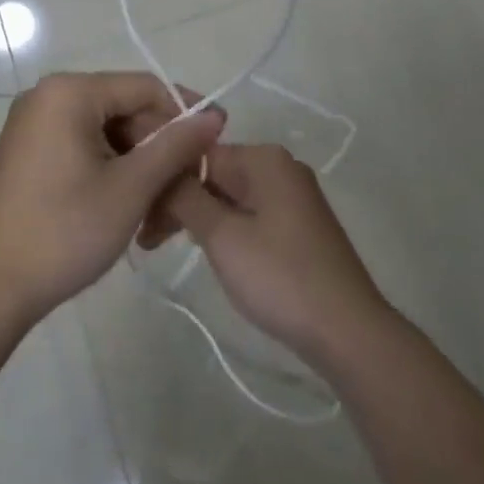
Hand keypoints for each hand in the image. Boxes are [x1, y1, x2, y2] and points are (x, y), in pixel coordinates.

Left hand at [0, 73, 224, 323]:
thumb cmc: (65, 231)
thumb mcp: (131, 188)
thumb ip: (176, 145)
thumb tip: (214, 114)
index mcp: (69, 93)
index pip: (146, 87)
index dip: (186, 114)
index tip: (216, 147)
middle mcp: (48, 97)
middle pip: (126, 110)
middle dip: (160, 149)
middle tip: (185, 192)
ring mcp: (34, 125)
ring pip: (108, 134)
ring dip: (139, 167)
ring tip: (158, 212)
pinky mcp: (29, 152)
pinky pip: (84, 148)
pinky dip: (112, 172)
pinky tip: (128, 207)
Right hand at [162, 144, 387, 362]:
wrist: (346, 329)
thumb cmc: (279, 276)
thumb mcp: (222, 235)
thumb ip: (185, 197)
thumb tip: (161, 169)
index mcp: (264, 159)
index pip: (197, 155)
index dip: (164, 182)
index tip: (137, 214)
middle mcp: (280, 168)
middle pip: (213, 174)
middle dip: (177, 202)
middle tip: (145, 239)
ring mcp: (292, 197)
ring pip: (228, 196)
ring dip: (195, 217)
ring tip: (160, 246)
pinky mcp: (296, 225)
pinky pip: (248, 214)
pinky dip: (222, 228)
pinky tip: (203, 249)